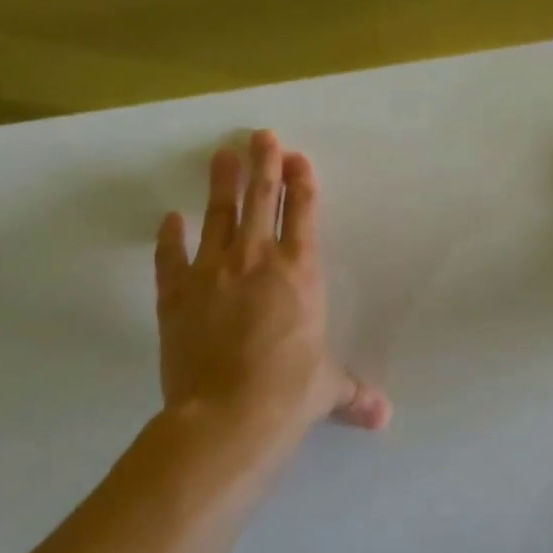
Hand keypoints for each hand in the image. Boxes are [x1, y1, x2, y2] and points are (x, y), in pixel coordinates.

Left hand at [154, 132, 390, 451]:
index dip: (302, 184)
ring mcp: (213, 273)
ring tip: (222, 155)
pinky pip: (171, 257)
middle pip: (262, 200)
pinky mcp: (176, 294)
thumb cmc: (289, 393)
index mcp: (301, 273)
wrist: (228, 415)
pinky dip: (170, 237)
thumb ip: (353, 393)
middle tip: (261, 135)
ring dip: (221, 184)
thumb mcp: (327, 388)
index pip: (303, 214)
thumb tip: (384, 417)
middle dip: (264, 164)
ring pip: (219, 216)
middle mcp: (258, 261)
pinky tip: (169, 218)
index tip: (297, 158)